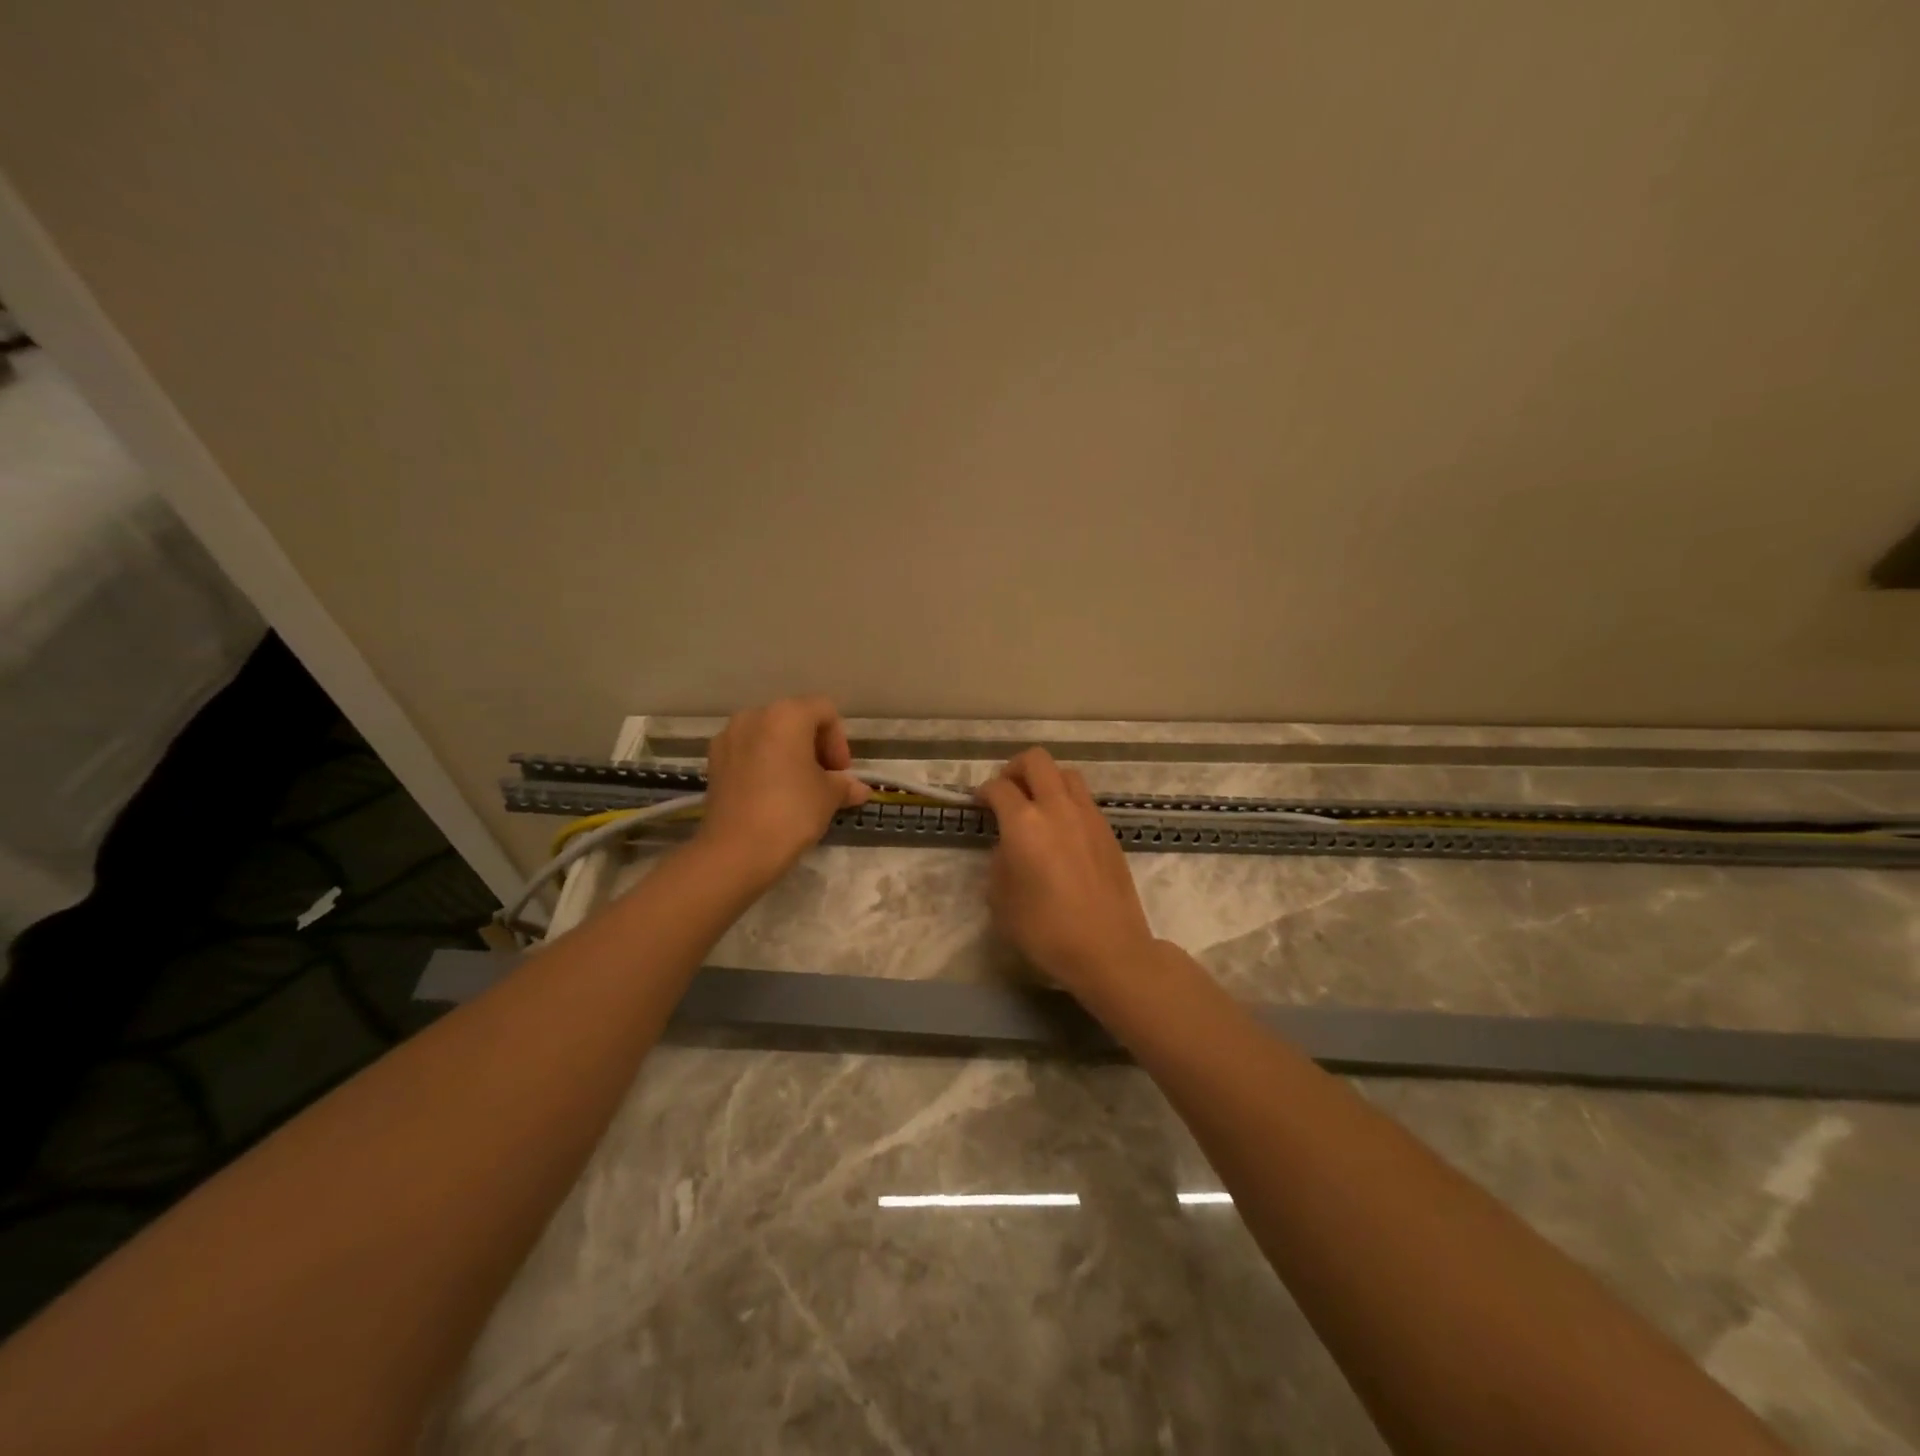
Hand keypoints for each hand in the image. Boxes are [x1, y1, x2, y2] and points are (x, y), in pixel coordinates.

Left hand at [696, 697, 870, 882]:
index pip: (824, 711)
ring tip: (798, 788)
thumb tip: (858, 789)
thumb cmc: (792, 811)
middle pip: (795, 720)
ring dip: (788, 755)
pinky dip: (764, 765)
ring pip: (769, 736)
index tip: (840, 774)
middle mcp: (754, 716)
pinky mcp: (713, 762)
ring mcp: (728, 738)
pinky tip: (771, 794)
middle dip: (814, 747)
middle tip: (825, 780)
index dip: (839, 741)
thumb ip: (844, 785)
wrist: (736, 850)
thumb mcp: (828, 796)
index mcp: (787, 715)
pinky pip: (748, 753)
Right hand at [975, 748, 1157, 996]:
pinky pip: (1084, 799)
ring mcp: (1088, 816)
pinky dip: (1067, 801)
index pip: (999, 787)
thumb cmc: (1046, 930)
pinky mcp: (1108, 830)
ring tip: (1036, 806)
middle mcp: (1057, 808)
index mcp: (1025, 823)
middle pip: (1036, 760)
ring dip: (1046, 780)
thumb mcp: (1001, 900)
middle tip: (1006, 791)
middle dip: (1015, 768)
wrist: (1108, 948)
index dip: (983, 791)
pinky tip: (1061, 830)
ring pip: (1066, 773)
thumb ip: (1000, 862)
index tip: (979, 803)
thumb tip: (1009, 847)